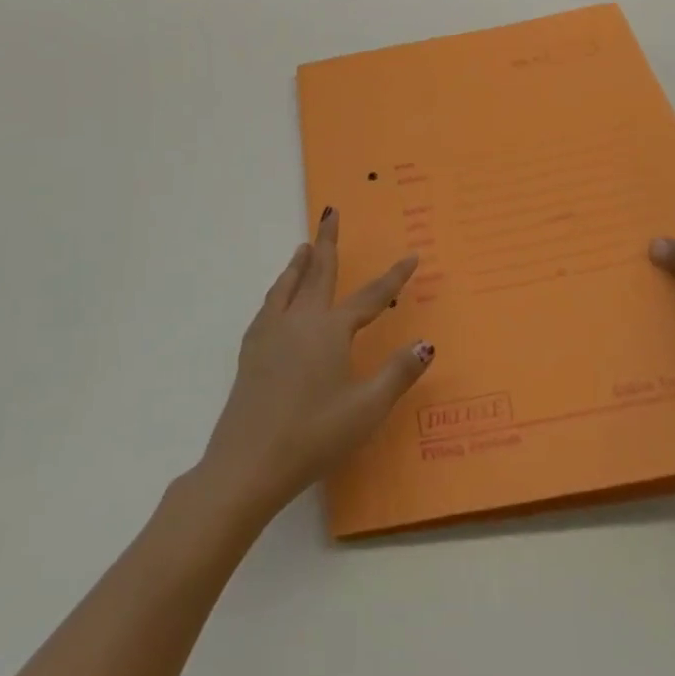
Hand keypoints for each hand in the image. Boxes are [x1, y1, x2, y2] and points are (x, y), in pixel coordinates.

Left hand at [198, 209, 430, 521]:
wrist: (248, 461)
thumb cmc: (314, 435)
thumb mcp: (367, 408)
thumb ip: (398, 373)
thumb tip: (426, 343)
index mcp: (331, 331)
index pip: (371, 296)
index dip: (394, 277)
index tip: (411, 256)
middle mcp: (300, 320)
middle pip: (318, 272)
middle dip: (328, 242)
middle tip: (330, 214)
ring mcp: (271, 333)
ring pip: (288, 285)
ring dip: (300, 263)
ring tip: (305, 247)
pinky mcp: (251, 350)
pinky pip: (269, 305)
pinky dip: (279, 289)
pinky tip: (278, 300)